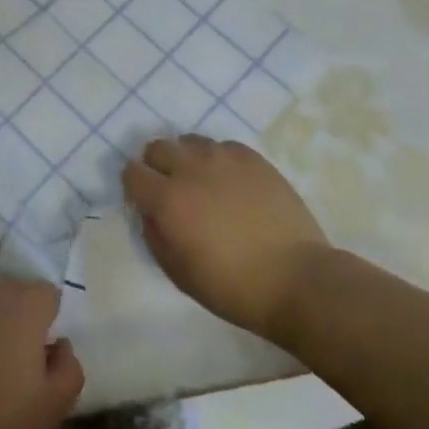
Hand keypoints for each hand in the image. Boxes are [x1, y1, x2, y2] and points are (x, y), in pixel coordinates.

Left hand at [0, 279, 83, 428]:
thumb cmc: (0, 422)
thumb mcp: (54, 407)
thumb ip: (69, 367)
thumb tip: (59, 344)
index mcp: (23, 305)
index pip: (47, 294)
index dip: (48, 322)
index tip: (42, 355)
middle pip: (10, 294)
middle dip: (14, 320)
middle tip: (10, 363)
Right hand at [123, 133, 329, 340]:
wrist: (297, 280)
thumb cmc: (233, 286)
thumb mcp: (178, 273)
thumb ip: (155, 235)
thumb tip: (150, 212)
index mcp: (167, 199)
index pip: (132, 173)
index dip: (134, 186)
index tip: (144, 201)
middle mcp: (190, 169)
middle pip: (157, 148)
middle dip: (157, 166)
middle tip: (171, 190)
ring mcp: (224, 159)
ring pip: (190, 142)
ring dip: (187, 159)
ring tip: (203, 183)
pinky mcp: (253, 159)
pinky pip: (223, 147)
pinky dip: (218, 160)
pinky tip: (231, 182)